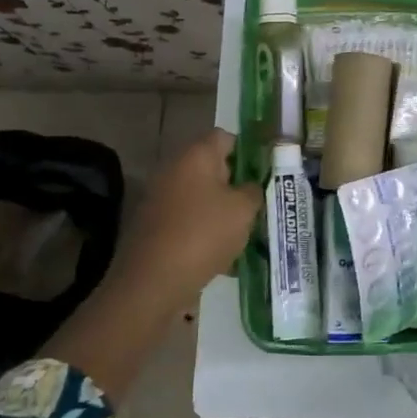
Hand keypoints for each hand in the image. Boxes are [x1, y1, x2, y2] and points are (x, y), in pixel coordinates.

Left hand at [107, 129, 262, 311]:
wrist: (152, 281)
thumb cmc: (203, 234)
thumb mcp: (243, 211)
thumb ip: (253, 191)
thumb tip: (250, 187)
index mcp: (195, 155)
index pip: (225, 137)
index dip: (247, 151)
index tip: (264, 173)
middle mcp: (173, 169)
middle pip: (211, 167)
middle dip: (235, 184)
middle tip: (257, 205)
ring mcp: (159, 197)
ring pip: (200, 197)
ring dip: (220, 211)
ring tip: (243, 234)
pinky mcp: (153, 225)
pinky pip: (187, 220)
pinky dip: (203, 231)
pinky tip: (222, 256)